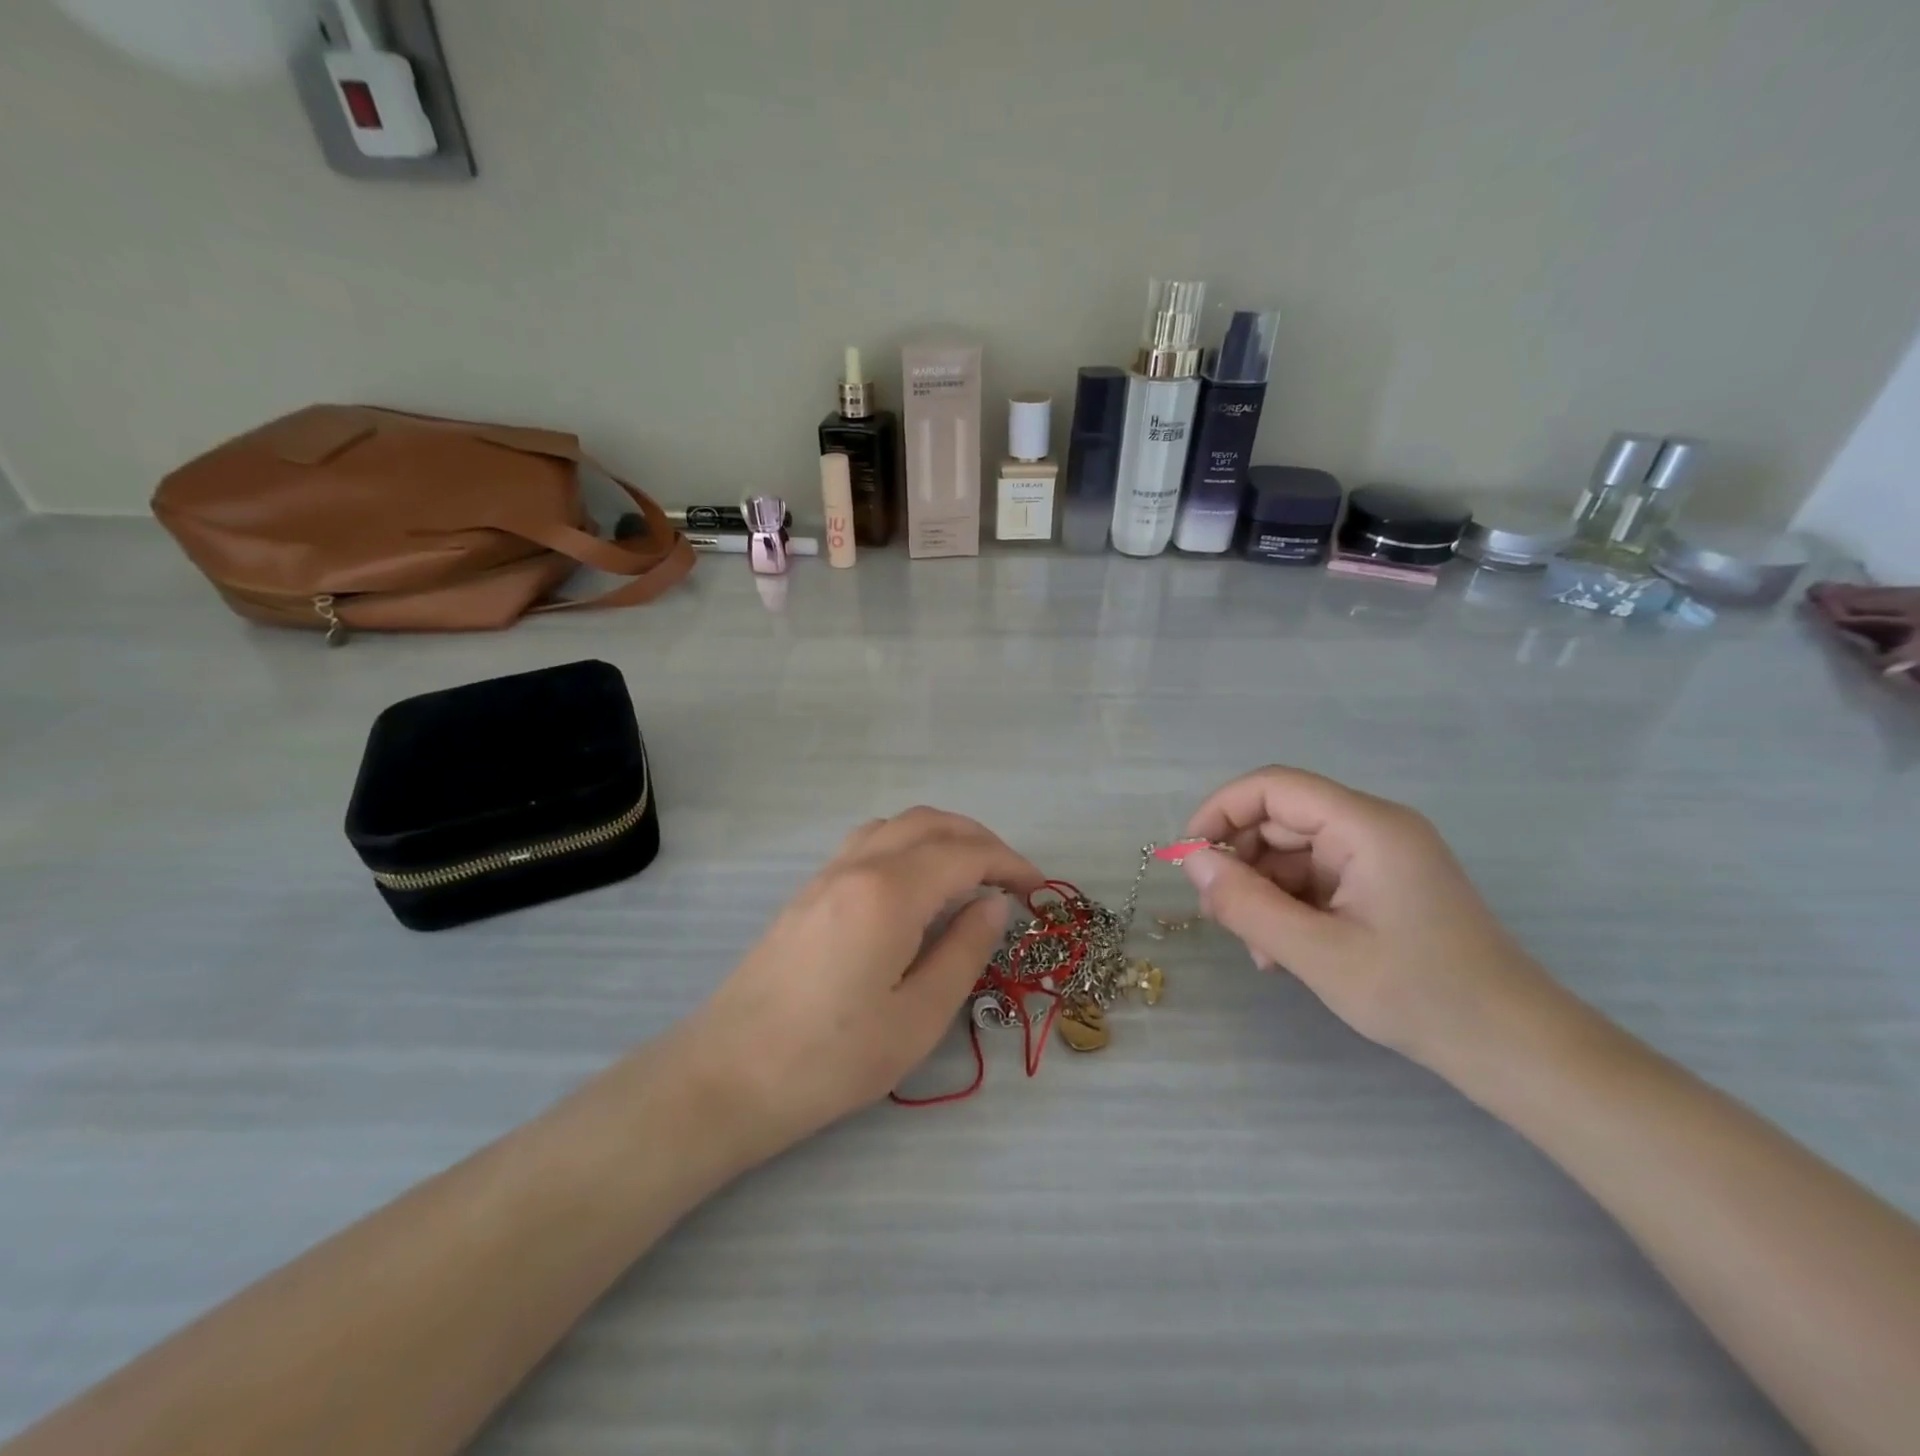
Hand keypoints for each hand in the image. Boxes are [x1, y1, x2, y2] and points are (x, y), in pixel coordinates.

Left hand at [683, 808, 1042, 1158]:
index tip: (1037, 890)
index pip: (964, 854)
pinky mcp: (807, 892)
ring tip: (968, 874)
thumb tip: (992, 905)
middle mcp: (857, 865)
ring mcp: (826, 874)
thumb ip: (964, 951)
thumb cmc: (831, 1058)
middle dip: (979, 840)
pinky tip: (915, 887)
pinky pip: (868, 842)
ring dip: (940, 835)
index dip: (1009, 864)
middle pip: (930, 823)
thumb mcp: (917, 1017)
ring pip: (895, 825)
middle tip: (1011, 878)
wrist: (727, 1075)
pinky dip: (907, 844)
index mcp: (890, 892)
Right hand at [1181, 766, 1567, 1076]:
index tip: (1189, 858)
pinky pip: (1316, 878)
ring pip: (1293, 852)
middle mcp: (1374, 827)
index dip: (1220, 811)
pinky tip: (1282, 952)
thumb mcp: (1317, 953)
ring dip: (1263, 891)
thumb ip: (1246, 903)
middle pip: (1281, 819)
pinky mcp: (1382, 884)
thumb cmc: (1420, 996)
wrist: (1516, 1049)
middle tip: (1219, 915)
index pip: (1273, 787)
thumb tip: (1192, 861)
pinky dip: (1288, 906)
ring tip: (1258, 949)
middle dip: (1241, 862)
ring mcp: (1380, 856)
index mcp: (1367, 826)